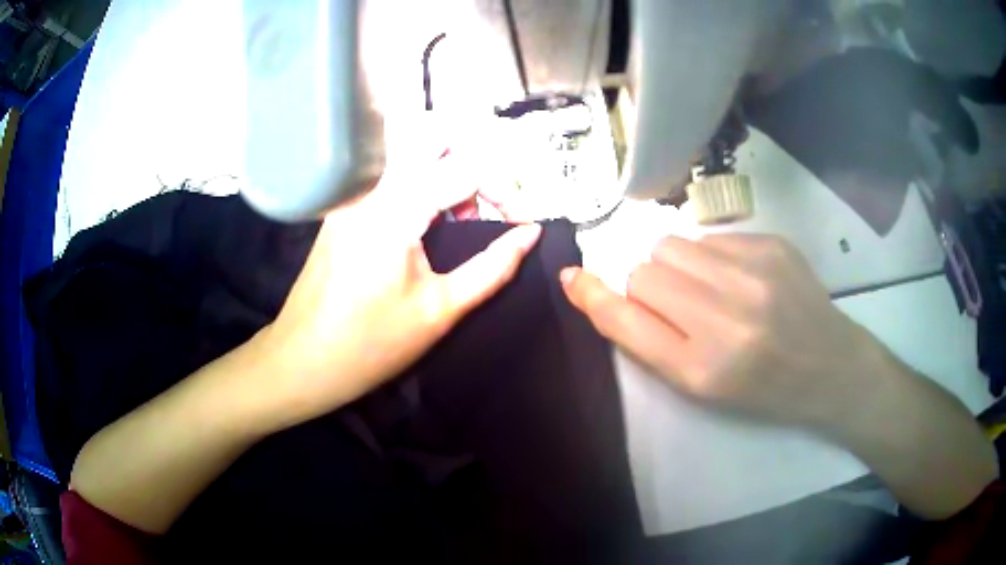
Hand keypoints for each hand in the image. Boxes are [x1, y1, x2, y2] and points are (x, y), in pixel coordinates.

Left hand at [257, 157, 541, 428]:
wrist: (302, 360)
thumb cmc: (371, 344)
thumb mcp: (441, 309)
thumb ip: (493, 267)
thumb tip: (530, 234)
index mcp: (396, 207)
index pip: (467, 168)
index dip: (505, 191)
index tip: (521, 225)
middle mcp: (371, 185)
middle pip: (433, 136)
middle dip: (472, 163)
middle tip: (483, 209)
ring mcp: (352, 192)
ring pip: (410, 149)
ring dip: (446, 171)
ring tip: (458, 220)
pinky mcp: (343, 204)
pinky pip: (390, 171)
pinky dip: (420, 182)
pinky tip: (427, 223)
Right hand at [560, 234, 883, 431]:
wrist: (830, 367)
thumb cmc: (762, 389)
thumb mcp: (702, 388)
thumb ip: (651, 342)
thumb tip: (605, 290)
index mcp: (703, 368)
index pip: (627, 320)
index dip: (593, 297)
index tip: (571, 278)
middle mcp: (727, 317)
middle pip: (645, 272)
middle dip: (649, 288)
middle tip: (680, 308)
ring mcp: (754, 273)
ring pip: (672, 246)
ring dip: (677, 267)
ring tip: (709, 290)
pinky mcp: (772, 245)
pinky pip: (708, 237)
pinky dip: (710, 257)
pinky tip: (739, 279)